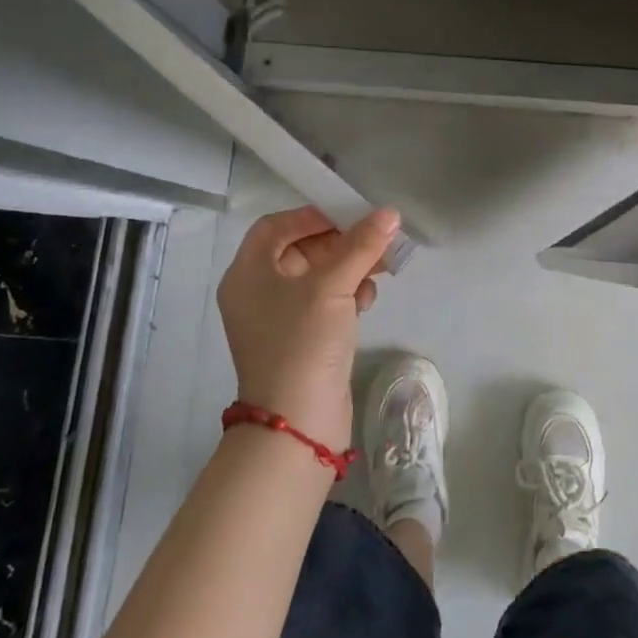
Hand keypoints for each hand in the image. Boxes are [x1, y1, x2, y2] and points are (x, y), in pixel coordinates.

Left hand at [216, 205, 399, 451]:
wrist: (297, 424)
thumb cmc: (304, 342)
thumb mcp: (333, 286)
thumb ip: (361, 245)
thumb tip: (390, 213)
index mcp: (248, 273)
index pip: (276, 226)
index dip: (311, 215)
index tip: (348, 215)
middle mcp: (257, 292)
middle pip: (300, 249)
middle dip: (341, 242)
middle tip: (376, 239)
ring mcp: (278, 318)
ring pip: (318, 276)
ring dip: (350, 267)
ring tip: (381, 269)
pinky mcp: (301, 339)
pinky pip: (324, 302)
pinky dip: (347, 294)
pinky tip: (368, 299)